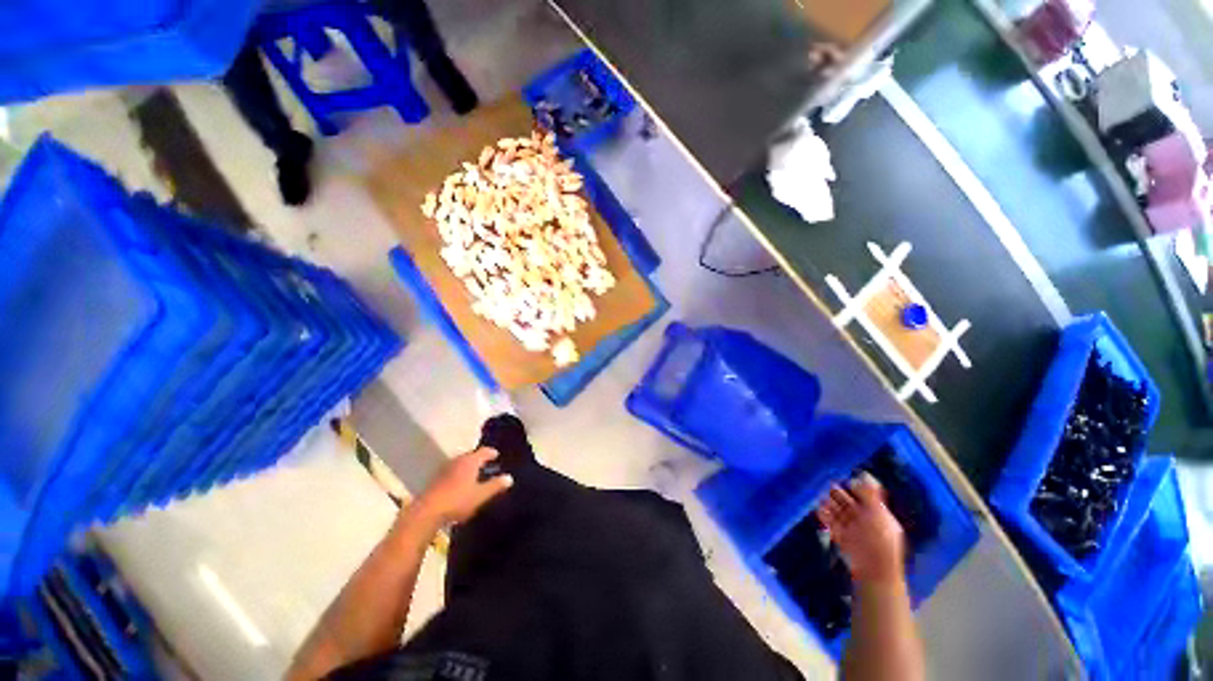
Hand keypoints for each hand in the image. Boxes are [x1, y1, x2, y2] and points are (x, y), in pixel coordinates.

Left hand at [415, 448, 512, 524]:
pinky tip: (460, 484)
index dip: (491, 453)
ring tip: (475, 475)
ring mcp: (445, 469)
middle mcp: (458, 460)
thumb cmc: (458, 500)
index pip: (484, 451)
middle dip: (479, 459)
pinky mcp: (436, 480)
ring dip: (468, 467)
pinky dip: (459, 475)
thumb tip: (509, 478)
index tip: (497, 455)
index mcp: (470, 461)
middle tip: (487, 465)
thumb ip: (495, 486)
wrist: (426, 512)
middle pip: (471, 456)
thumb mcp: (481, 495)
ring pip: (460, 464)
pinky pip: (452, 472)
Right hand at [816, 473, 905, 584]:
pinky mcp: (839, 535)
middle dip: (835, 492)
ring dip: (827, 502)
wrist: (874, 572)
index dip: (851, 485)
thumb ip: (871, 494)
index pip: (862, 493)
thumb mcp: (878, 515)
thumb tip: (865, 473)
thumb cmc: (879, 541)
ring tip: (816, 494)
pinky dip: (823, 515)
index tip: (838, 475)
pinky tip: (817, 509)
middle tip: (822, 482)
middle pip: (846, 500)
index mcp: (876, 511)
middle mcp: (863, 518)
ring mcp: (850, 527)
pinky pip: (829, 521)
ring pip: (836, 509)